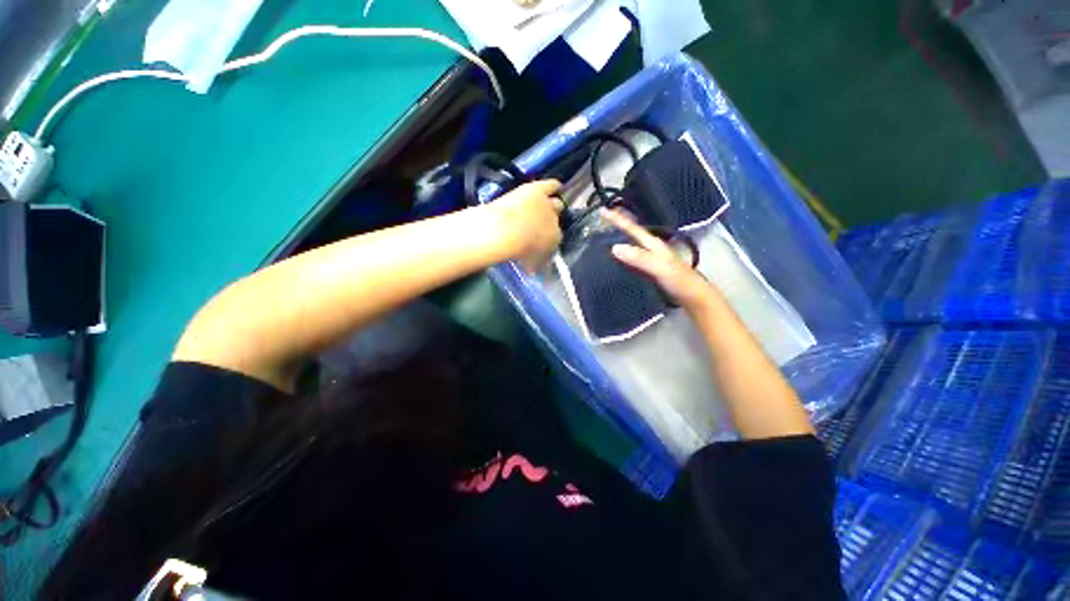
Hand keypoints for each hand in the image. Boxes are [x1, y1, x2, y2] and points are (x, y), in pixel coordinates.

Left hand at [488, 179, 563, 270]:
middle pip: (556, 221)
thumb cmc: (515, 251)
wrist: (504, 232)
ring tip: (553, 205)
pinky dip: (554, 186)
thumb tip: (533, 270)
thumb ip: (534, 265)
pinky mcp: (537, 191)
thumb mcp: (528, 263)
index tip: (540, 242)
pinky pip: (551, 186)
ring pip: (556, 205)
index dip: (548, 240)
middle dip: (552, 223)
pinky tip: (558, 185)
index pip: (555, 239)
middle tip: (542, 225)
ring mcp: (547, 206)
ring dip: (553, 206)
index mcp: (554, 241)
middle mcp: (555, 223)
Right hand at [603, 208, 719, 309]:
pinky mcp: (648, 272)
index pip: (632, 228)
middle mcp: (651, 250)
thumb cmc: (680, 281)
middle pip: (630, 235)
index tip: (602, 211)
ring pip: (630, 247)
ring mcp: (650, 261)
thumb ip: (640, 258)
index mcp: (653, 245)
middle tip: (599, 223)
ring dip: (617, 242)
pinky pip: (631, 260)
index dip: (618, 219)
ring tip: (602, 240)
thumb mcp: (660, 267)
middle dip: (616, 227)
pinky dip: (621, 258)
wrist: (694, 299)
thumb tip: (615, 247)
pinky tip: (614, 263)